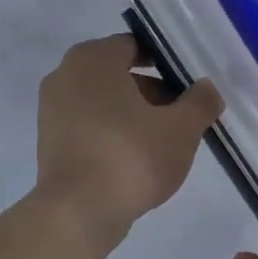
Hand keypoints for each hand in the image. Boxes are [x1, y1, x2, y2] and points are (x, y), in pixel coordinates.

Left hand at [35, 34, 222, 244]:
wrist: (77, 211)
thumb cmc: (130, 156)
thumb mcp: (181, 128)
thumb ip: (200, 102)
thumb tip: (207, 89)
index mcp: (92, 58)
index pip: (134, 46)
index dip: (165, 62)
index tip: (189, 83)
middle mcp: (65, 75)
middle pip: (118, 74)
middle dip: (153, 91)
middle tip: (183, 114)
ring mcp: (52, 110)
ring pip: (103, 102)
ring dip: (134, 114)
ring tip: (166, 140)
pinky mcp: (50, 142)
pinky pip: (89, 126)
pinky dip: (113, 133)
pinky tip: (138, 159)